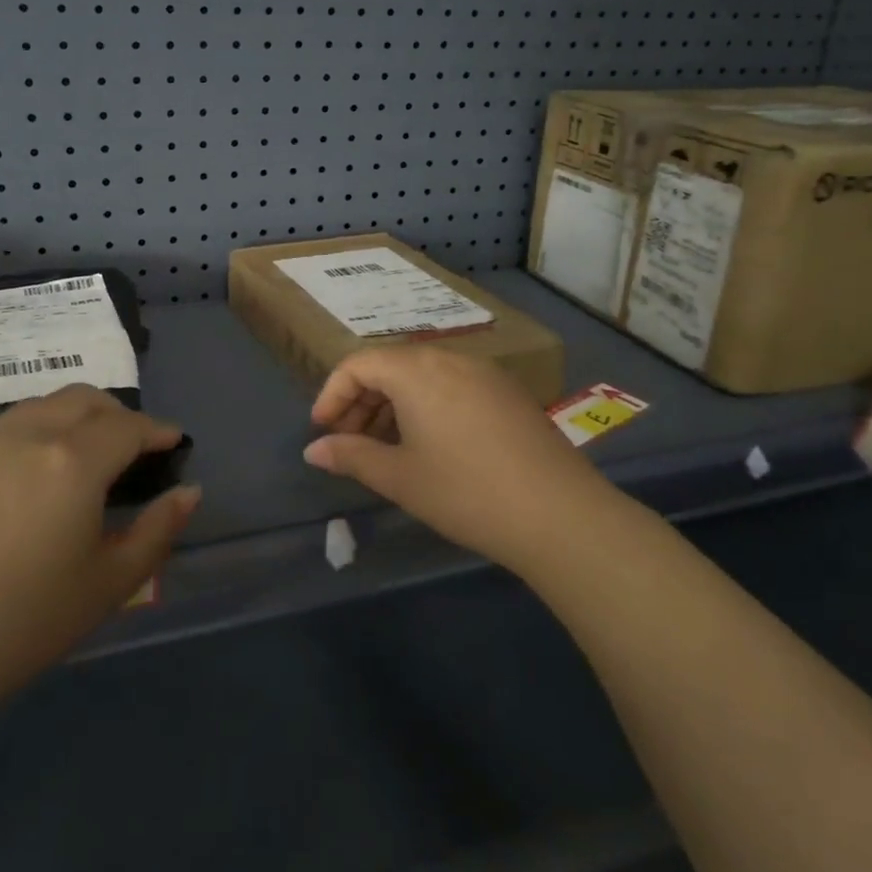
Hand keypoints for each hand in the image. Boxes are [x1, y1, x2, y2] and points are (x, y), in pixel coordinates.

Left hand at [0, 386, 197, 727]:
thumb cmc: (26, 623)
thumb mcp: (110, 583)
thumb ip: (158, 530)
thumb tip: (190, 492)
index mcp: (73, 460)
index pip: (128, 426)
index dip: (157, 431)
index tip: (174, 442)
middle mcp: (29, 434)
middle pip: (86, 399)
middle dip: (120, 414)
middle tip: (135, 447)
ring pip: (45, 403)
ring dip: (78, 415)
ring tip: (89, 453)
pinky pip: (10, 423)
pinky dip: (40, 427)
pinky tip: (38, 468)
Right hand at [302, 347, 616, 574]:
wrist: (559, 513)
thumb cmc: (465, 492)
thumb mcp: (400, 478)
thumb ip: (351, 456)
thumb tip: (313, 450)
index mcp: (417, 370)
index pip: (358, 364)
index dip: (332, 394)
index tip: (323, 431)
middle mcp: (450, 358)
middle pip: (390, 365)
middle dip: (361, 400)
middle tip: (349, 442)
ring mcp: (484, 372)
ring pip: (423, 375)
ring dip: (393, 404)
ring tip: (386, 447)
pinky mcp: (508, 392)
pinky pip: (452, 384)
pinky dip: (427, 405)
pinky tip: (430, 444)